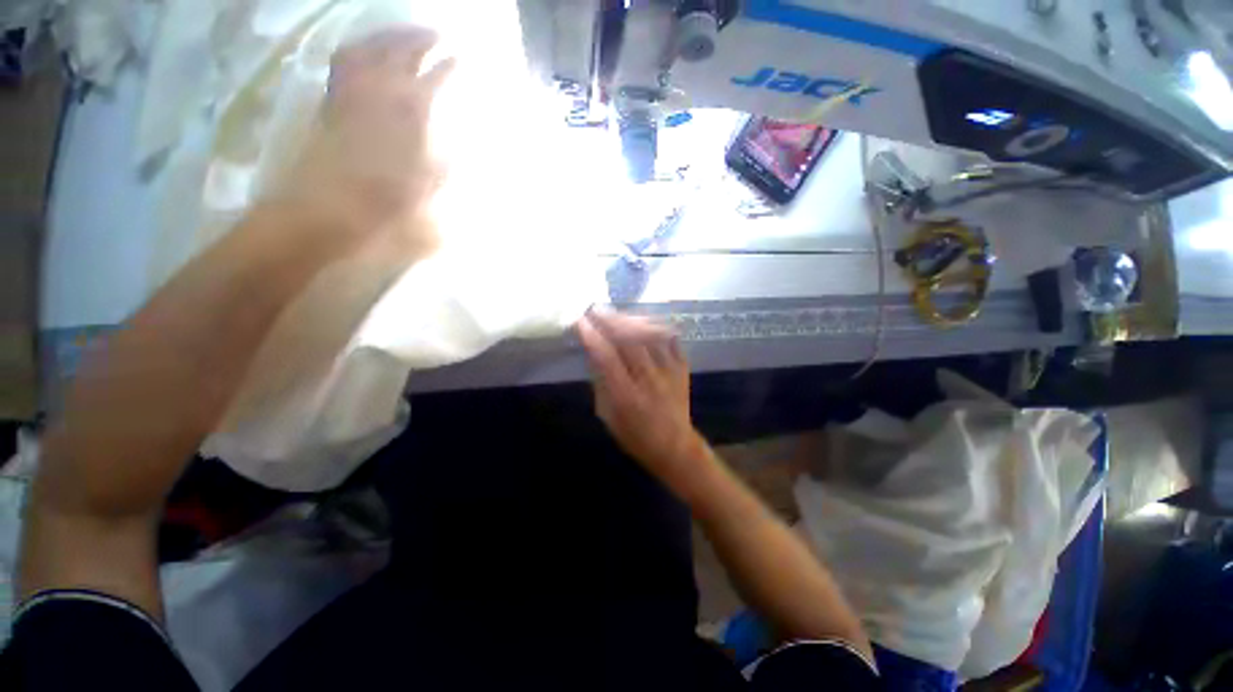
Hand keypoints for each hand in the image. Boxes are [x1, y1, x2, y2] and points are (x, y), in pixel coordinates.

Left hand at [282, 27, 455, 254]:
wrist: (328, 209)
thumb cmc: (387, 203)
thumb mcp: (430, 186)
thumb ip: (446, 162)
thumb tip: (456, 147)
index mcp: (411, 114)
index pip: (435, 79)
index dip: (450, 68)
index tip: (462, 61)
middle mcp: (381, 92)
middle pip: (403, 51)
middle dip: (423, 39)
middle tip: (440, 36)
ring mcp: (352, 92)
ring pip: (372, 47)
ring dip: (391, 35)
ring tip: (407, 33)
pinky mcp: (331, 101)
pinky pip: (344, 61)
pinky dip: (359, 48)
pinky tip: (367, 50)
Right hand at [578, 310, 709, 486]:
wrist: (675, 447)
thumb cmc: (635, 436)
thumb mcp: (608, 416)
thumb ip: (600, 384)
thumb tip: (593, 353)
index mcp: (626, 396)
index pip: (606, 357)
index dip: (592, 337)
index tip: (580, 321)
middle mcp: (649, 380)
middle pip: (629, 340)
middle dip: (609, 320)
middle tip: (595, 308)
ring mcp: (669, 372)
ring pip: (650, 335)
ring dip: (630, 320)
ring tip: (616, 313)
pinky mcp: (683, 368)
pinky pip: (670, 339)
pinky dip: (656, 326)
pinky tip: (644, 321)